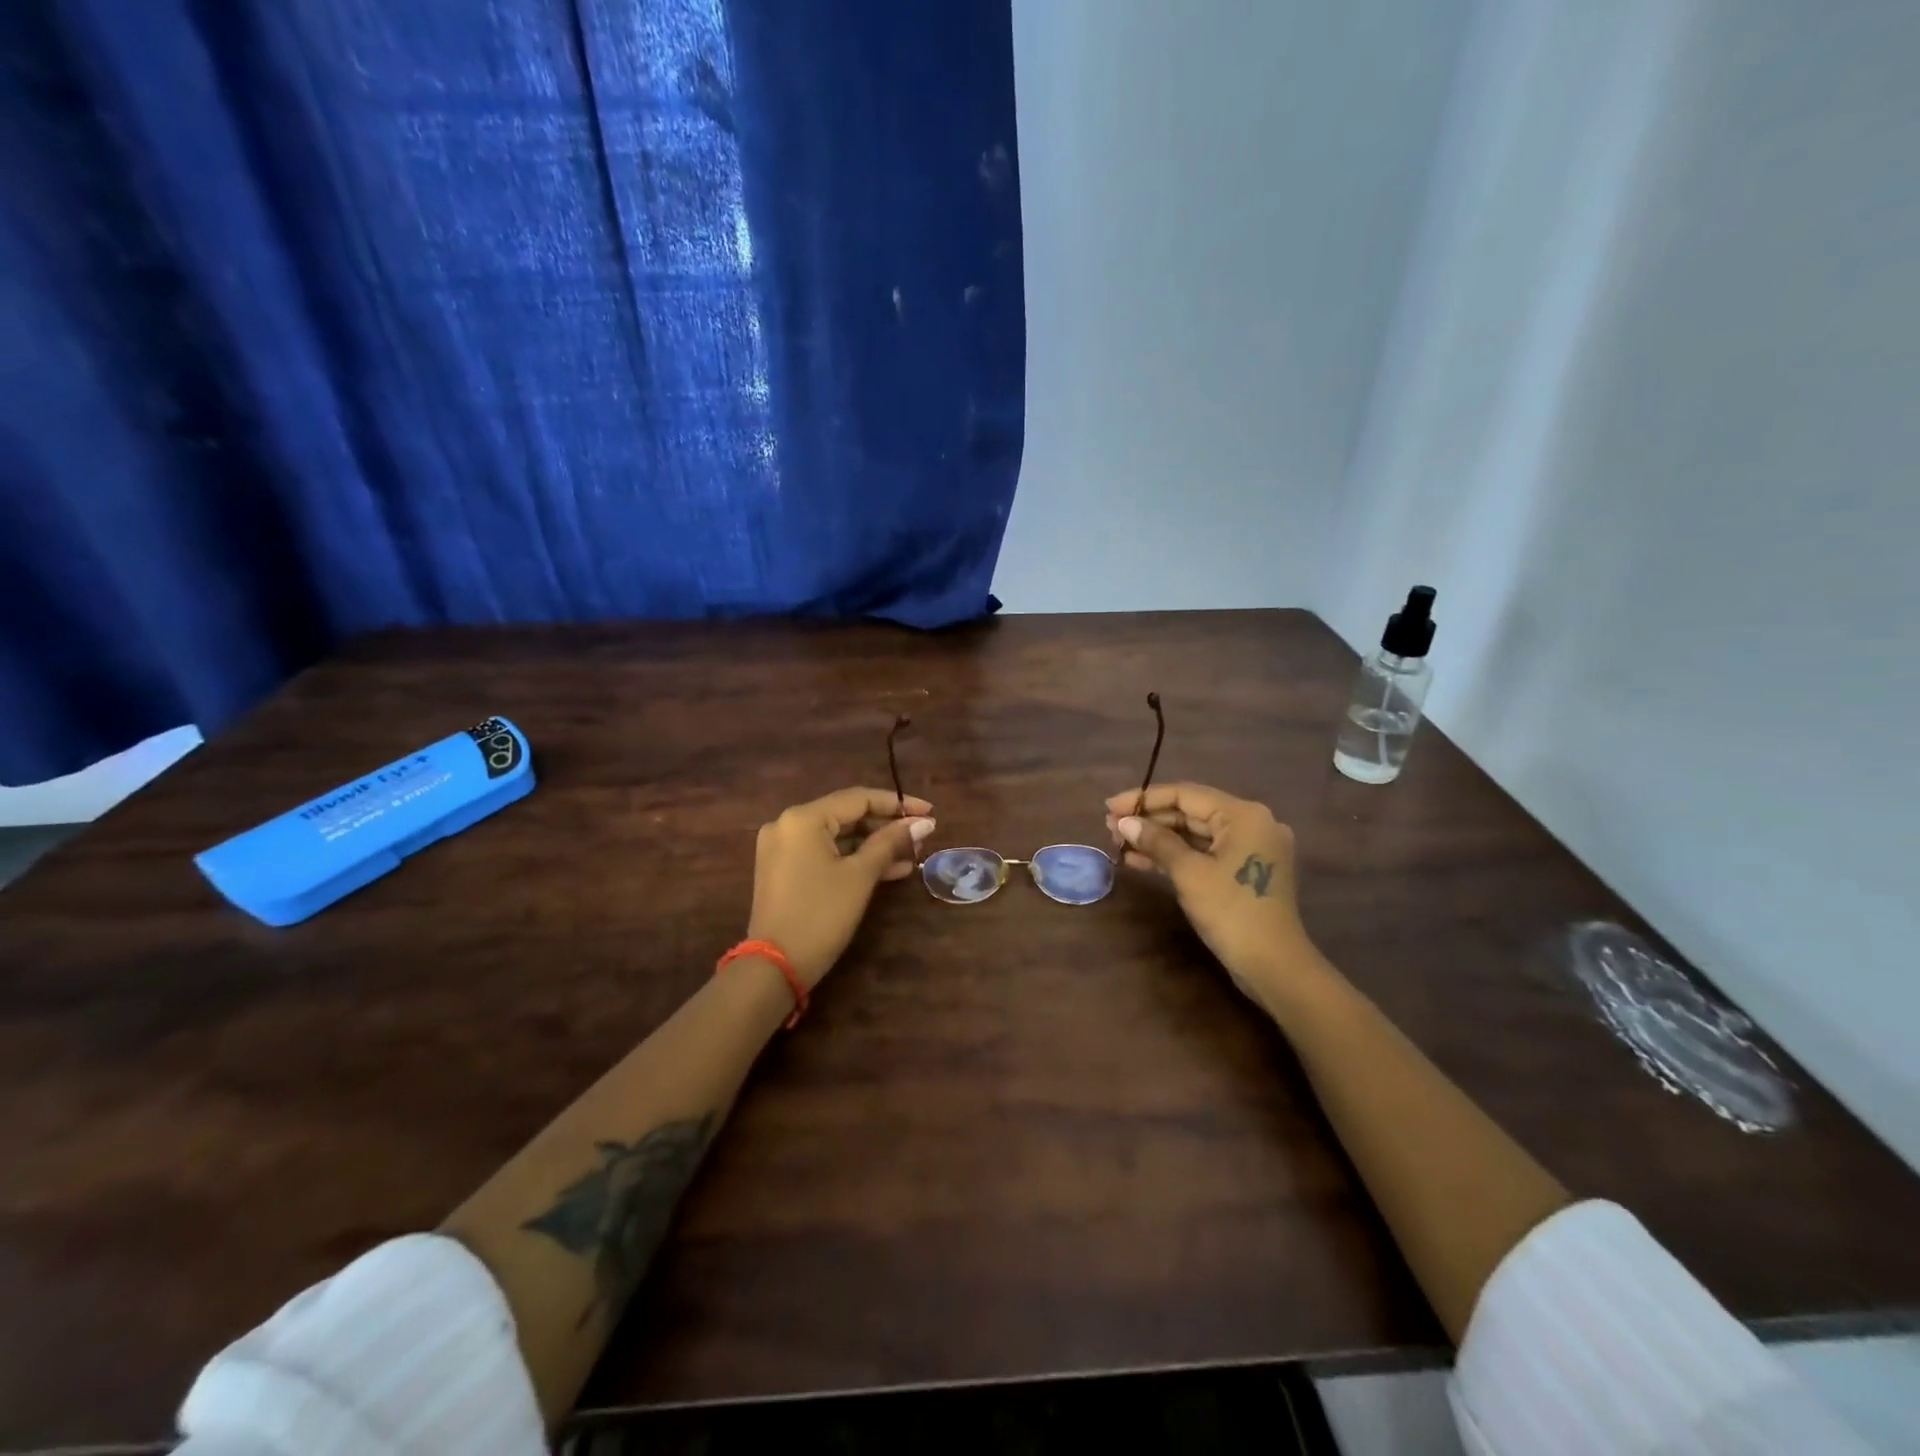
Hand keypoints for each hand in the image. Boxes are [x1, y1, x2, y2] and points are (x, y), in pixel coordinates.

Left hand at [748, 786, 934, 987]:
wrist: (775, 967)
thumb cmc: (821, 915)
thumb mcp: (860, 875)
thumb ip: (891, 842)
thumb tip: (923, 822)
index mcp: (803, 818)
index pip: (858, 798)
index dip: (897, 804)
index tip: (929, 812)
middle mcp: (788, 824)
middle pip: (847, 816)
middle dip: (886, 827)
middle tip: (921, 837)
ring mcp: (783, 848)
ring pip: (838, 837)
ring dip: (873, 845)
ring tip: (911, 856)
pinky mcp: (784, 870)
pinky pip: (825, 854)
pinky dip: (853, 860)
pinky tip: (888, 870)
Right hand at [1105, 782, 1316, 1000]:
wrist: (1273, 966)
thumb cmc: (1231, 912)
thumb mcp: (1189, 873)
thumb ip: (1156, 841)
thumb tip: (1124, 822)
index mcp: (1243, 815)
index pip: (1185, 794)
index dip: (1143, 799)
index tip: (1109, 807)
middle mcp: (1251, 823)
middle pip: (1190, 812)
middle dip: (1149, 820)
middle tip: (1110, 828)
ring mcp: (1250, 848)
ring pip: (1195, 833)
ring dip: (1157, 838)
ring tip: (1119, 844)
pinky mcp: (1245, 870)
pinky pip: (1204, 852)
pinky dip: (1175, 855)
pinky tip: (1140, 861)